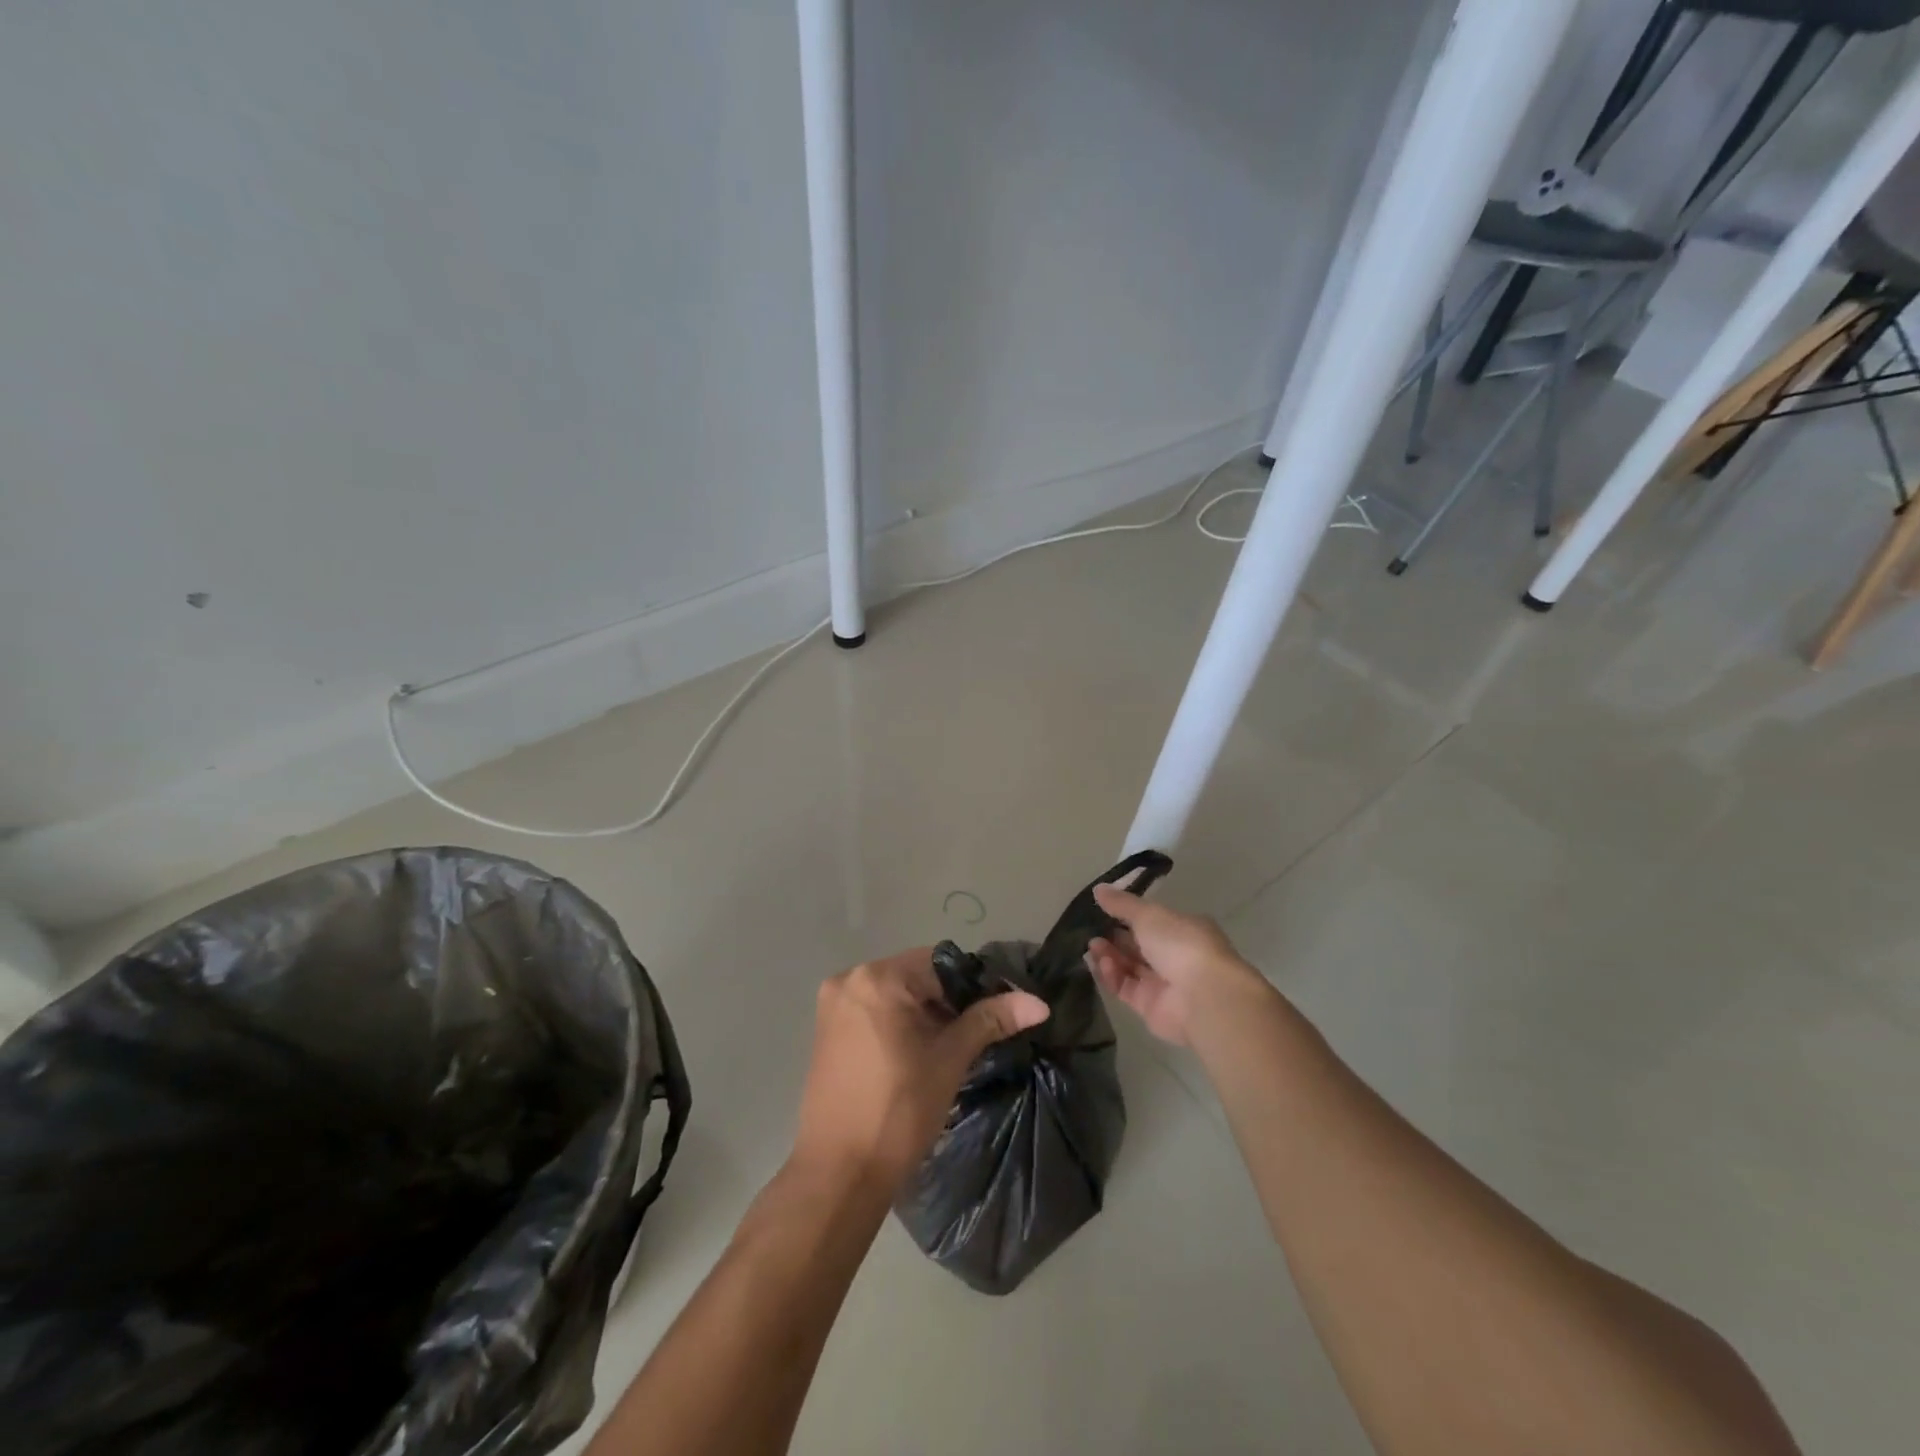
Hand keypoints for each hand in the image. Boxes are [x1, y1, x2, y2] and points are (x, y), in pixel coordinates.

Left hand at [793, 947, 1049, 1194]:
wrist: (839, 1173)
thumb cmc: (898, 1111)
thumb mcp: (950, 1060)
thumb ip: (991, 1020)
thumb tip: (1038, 1003)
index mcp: (878, 978)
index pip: (939, 964)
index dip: (971, 988)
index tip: (991, 1018)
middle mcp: (849, 979)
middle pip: (914, 977)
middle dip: (945, 1003)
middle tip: (970, 1038)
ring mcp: (832, 1005)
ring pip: (894, 995)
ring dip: (922, 1014)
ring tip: (946, 1051)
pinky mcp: (825, 1030)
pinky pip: (872, 1011)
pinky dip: (897, 1024)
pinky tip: (914, 1057)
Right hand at [1086, 884, 1266, 1046]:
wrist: (1202, 997)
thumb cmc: (1180, 944)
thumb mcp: (1148, 914)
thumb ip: (1121, 903)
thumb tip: (1098, 889)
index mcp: (1183, 929)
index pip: (1152, 920)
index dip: (1127, 915)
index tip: (1103, 910)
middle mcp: (1175, 956)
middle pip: (1138, 945)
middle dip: (1114, 937)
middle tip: (1091, 931)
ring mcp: (1164, 983)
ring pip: (1130, 967)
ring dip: (1109, 956)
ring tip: (1092, 947)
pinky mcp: (1151, 1007)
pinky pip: (1125, 988)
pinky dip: (1112, 976)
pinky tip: (1101, 964)